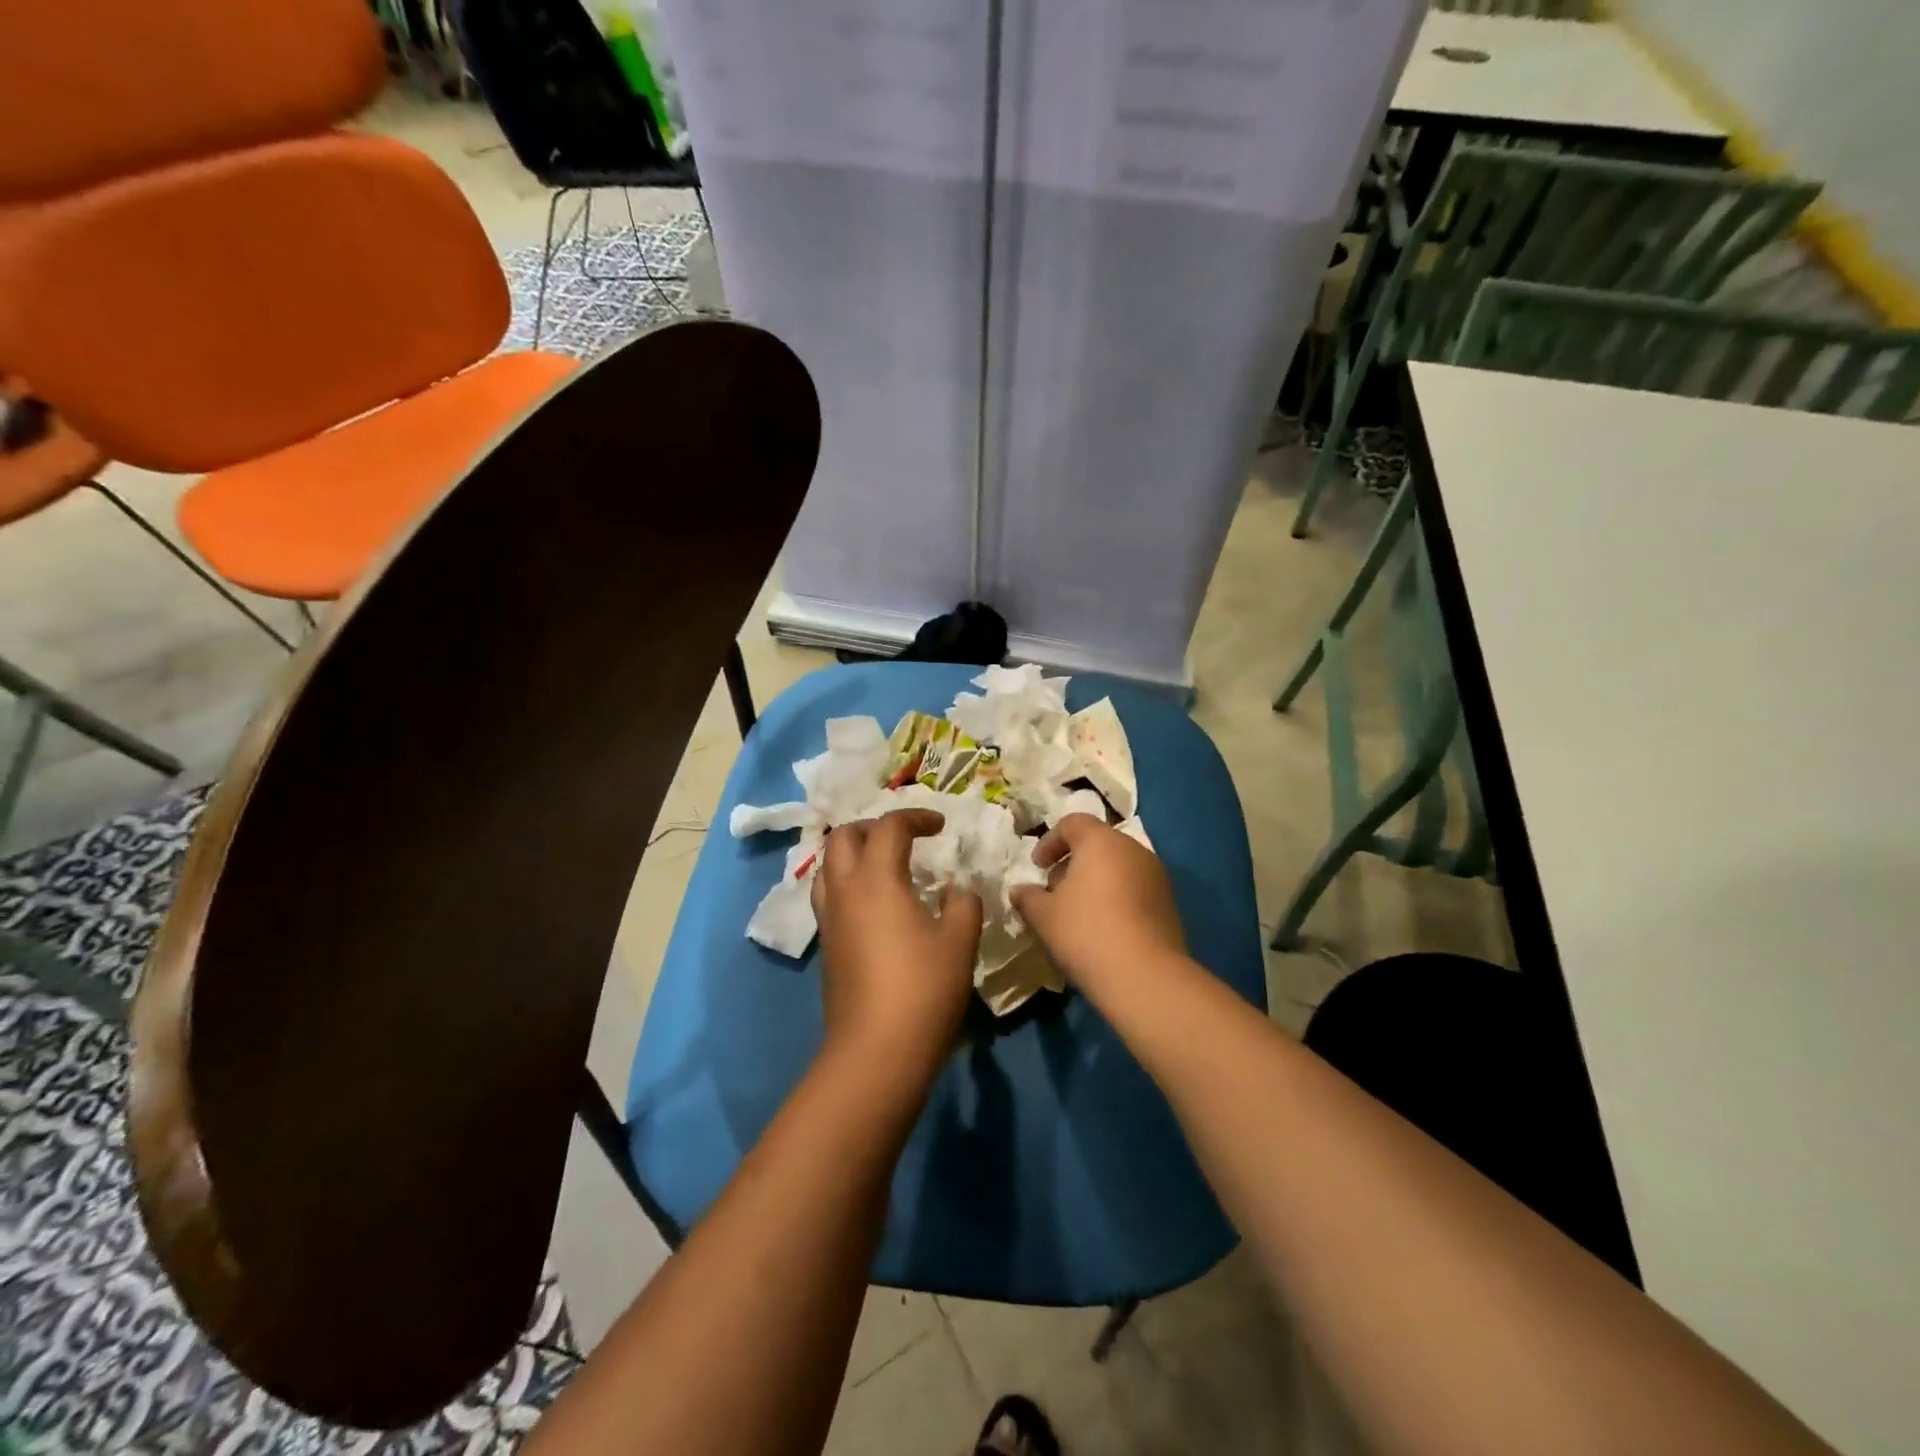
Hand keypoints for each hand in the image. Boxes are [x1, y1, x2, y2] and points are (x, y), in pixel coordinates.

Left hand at [812, 809, 981, 1086]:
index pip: (889, 826)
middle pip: (844, 836)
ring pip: (828, 866)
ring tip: (885, 865)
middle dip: (874, 827)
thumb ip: (962, 904)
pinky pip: (829, 895)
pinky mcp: (827, 946)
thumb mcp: (959, 940)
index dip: (916, 817)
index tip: (940, 826)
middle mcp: (845, 890)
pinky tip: (876, 905)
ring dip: (854, 853)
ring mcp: (830, 919)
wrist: (876, 1051)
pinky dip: (849, 883)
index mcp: (876, 878)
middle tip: (905, 838)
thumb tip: (955, 891)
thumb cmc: (923, 989)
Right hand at [1009, 813, 1186, 994]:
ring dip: (1095, 882)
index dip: (1050, 841)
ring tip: (1077, 913)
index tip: (1037, 866)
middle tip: (1054, 891)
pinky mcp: (1169, 903)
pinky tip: (1103, 928)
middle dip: (1072, 863)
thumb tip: (1019, 891)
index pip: (1073, 823)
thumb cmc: (1086, 933)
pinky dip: (1116, 898)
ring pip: (1118, 867)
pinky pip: (1135, 889)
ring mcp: (1156, 876)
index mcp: (1102, 841)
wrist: (1145, 978)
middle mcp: (1133, 850)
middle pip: (1097, 844)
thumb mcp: (1044, 915)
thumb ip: (1028, 897)